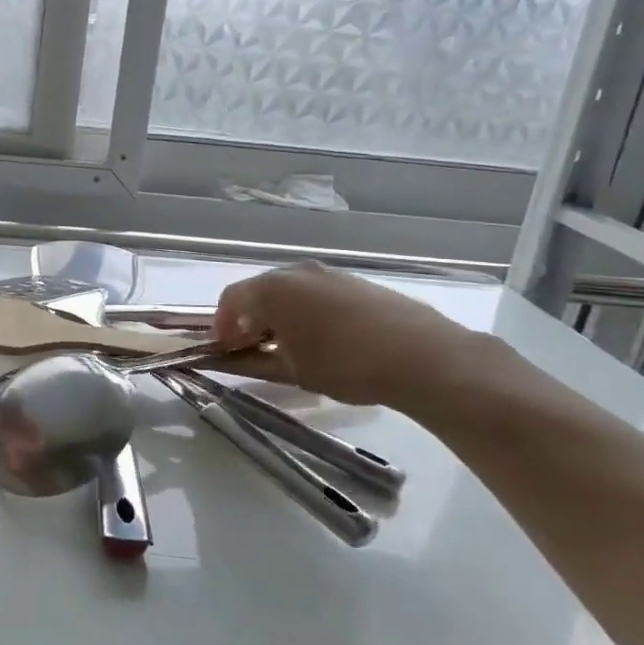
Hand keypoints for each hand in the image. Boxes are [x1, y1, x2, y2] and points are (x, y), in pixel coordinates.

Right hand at [214, 264, 475, 407]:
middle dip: (250, 320)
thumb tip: (225, 360)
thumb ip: (252, 363)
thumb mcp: (292, 372)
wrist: (422, 356)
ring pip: (290, 292)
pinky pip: (316, 293)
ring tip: (290, 349)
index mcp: (273, 289)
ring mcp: (329, 274)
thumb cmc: (345, 365)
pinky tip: (324, 341)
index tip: (224, 350)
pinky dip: (307, 312)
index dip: (221, 325)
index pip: (231, 299)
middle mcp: (296, 272)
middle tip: (253, 351)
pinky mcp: (356, 283)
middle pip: (259, 291)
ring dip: (279, 316)